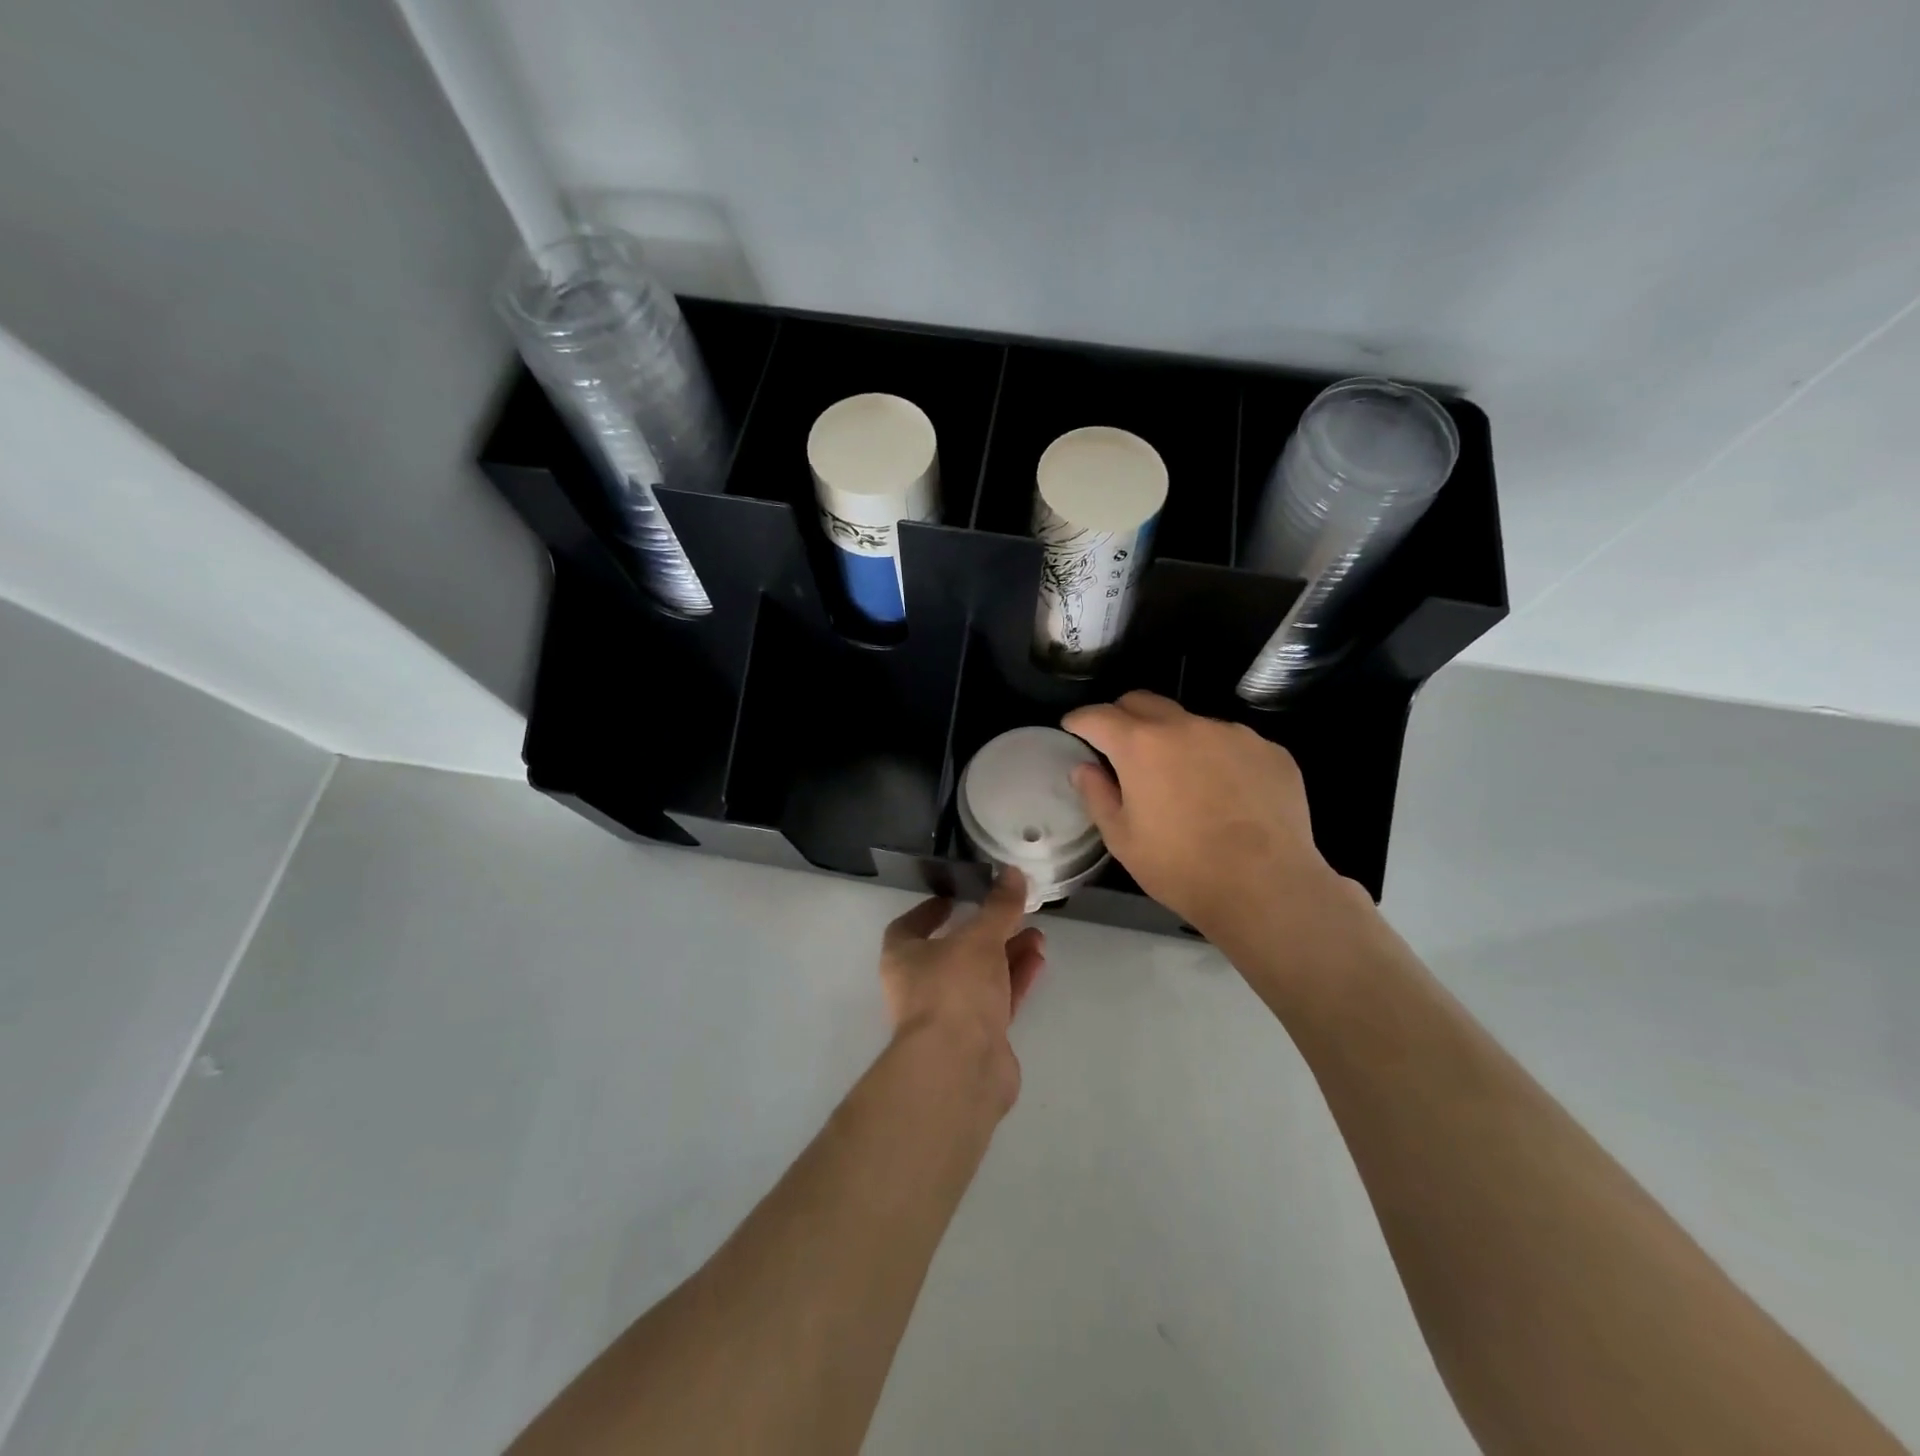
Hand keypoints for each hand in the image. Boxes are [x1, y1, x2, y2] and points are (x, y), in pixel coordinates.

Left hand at [880, 869, 1045, 1108]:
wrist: (959, 1068)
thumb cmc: (954, 990)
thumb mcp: (980, 939)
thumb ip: (999, 907)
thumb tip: (1013, 872)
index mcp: (903, 958)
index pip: (909, 927)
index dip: (930, 911)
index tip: (955, 897)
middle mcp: (921, 986)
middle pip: (953, 952)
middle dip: (986, 932)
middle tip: (1013, 913)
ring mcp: (949, 1015)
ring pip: (980, 977)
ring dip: (1007, 955)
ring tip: (1038, 935)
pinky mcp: (977, 1039)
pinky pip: (997, 1000)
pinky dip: (1015, 980)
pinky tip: (1039, 961)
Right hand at [1062, 691, 1358, 946]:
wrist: (1266, 887)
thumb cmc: (1180, 867)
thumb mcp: (1122, 839)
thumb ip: (1097, 795)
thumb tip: (1084, 768)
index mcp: (1141, 745)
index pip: (1099, 715)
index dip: (1080, 720)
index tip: (1073, 728)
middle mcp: (1186, 726)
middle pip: (1144, 701)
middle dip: (1123, 716)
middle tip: (1119, 745)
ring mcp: (1233, 734)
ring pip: (1191, 723)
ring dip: (1175, 739)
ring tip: (1181, 778)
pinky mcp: (1270, 750)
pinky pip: (1232, 743)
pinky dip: (1217, 758)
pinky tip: (1226, 794)